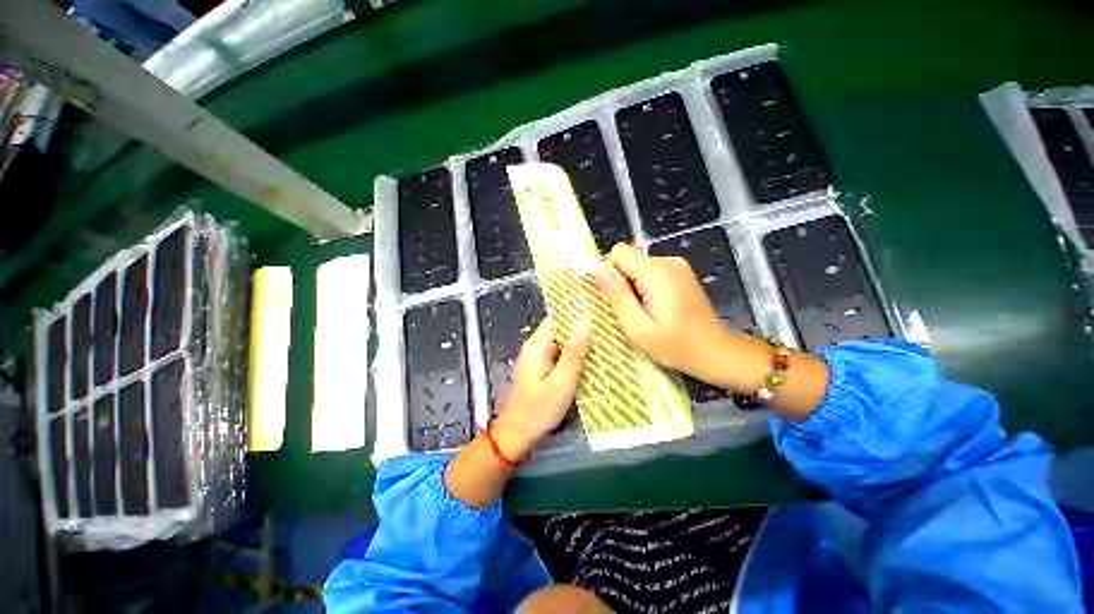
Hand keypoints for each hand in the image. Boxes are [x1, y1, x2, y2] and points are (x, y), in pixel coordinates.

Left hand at [492, 317, 590, 459]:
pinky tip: (591, 361)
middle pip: (560, 331)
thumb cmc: (539, 409)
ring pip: (562, 345)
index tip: (597, 316)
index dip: (575, 316)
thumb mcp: (560, 382)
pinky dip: (573, 358)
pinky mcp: (543, 370)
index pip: (556, 320)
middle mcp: (536, 348)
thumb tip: (585, 322)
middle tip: (606, 333)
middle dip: (580, 332)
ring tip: (604, 345)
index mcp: (536, 346)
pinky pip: (560, 357)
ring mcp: (539, 360)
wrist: (519, 434)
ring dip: (579, 346)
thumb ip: (573, 353)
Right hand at [596, 243, 731, 386]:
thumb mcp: (638, 327)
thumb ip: (618, 295)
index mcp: (657, 272)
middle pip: (629, 260)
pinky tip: (657, 308)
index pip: (620, 252)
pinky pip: (651, 273)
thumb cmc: (674, 345)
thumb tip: (598, 270)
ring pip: (639, 267)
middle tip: (633, 311)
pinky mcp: (681, 273)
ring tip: (646, 312)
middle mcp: (668, 261)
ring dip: (635, 288)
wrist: (714, 351)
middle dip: (623, 283)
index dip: (611, 273)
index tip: (617, 298)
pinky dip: (646, 288)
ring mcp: (677, 266)